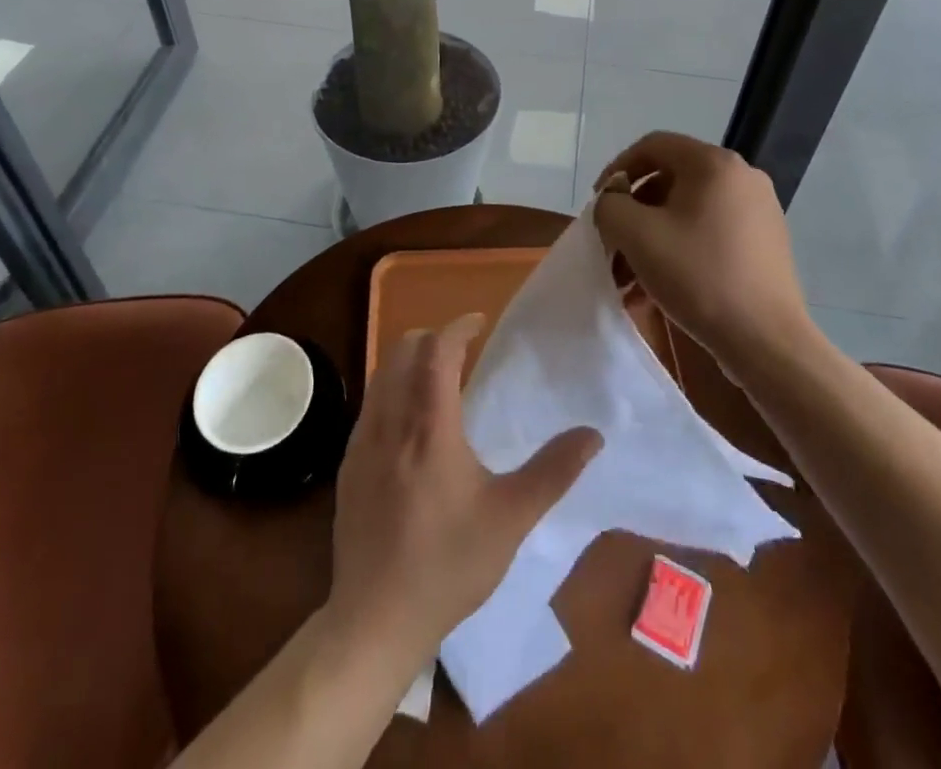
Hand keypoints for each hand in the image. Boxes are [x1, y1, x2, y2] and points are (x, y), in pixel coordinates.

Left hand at [325, 315, 602, 663]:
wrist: (376, 617)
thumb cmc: (449, 565)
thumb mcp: (510, 519)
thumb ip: (553, 471)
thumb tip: (593, 434)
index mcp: (430, 427)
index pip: (438, 351)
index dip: (458, 327)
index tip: (479, 323)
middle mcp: (390, 421)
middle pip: (403, 351)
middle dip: (432, 338)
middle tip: (461, 349)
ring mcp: (362, 441)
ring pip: (381, 374)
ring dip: (409, 361)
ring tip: (437, 380)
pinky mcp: (347, 463)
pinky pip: (369, 404)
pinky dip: (391, 390)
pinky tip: (409, 424)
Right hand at [593, 131, 818, 374]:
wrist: (766, 341)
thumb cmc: (698, 276)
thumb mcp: (636, 234)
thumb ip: (610, 205)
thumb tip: (615, 200)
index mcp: (713, 163)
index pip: (652, 145)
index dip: (618, 168)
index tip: (600, 202)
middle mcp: (742, 176)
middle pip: (671, 178)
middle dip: (634, 210)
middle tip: (613, 241)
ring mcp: (759, 209)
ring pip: (689, 209)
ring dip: (653, 234)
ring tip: (630, 273)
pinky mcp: (765, 241)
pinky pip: (710, 230)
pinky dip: (680, 246)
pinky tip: (660, 284)